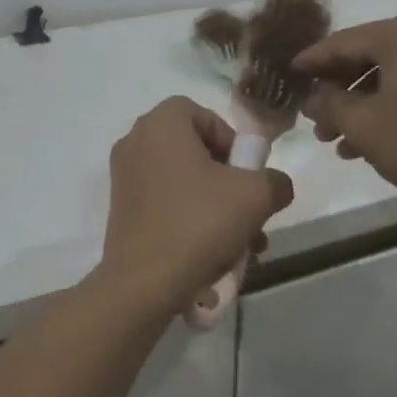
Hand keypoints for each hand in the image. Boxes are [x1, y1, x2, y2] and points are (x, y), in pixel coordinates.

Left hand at [99, 97, 294, 311]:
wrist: (144, 283)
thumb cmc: (199, 223)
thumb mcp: (257, 196)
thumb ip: (275, 180)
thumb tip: (275, 185)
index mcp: (160, 125)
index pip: (201, 113)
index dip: (229, 137)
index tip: (244, 171)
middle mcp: (135, 143)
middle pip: (193, 149)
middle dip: (227, 178)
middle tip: (247, 207)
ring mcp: (124, 178)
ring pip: (182, 181)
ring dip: (216, 204)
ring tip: (243, 241)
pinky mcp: (121, 211)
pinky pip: (165, 203)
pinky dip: (191, 219)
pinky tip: (216, 253)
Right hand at [295, 12, 396, 211]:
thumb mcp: (363, 125)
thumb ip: (329, 105)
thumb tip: (312, 98)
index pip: (342, 42)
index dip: (311, 61)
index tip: (288, 74)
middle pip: (365, 57)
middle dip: (336, 91)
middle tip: (312, 119)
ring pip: (387, 75)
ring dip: (358, 105)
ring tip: (334, 140)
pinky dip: (385, 108)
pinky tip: (365, 144)